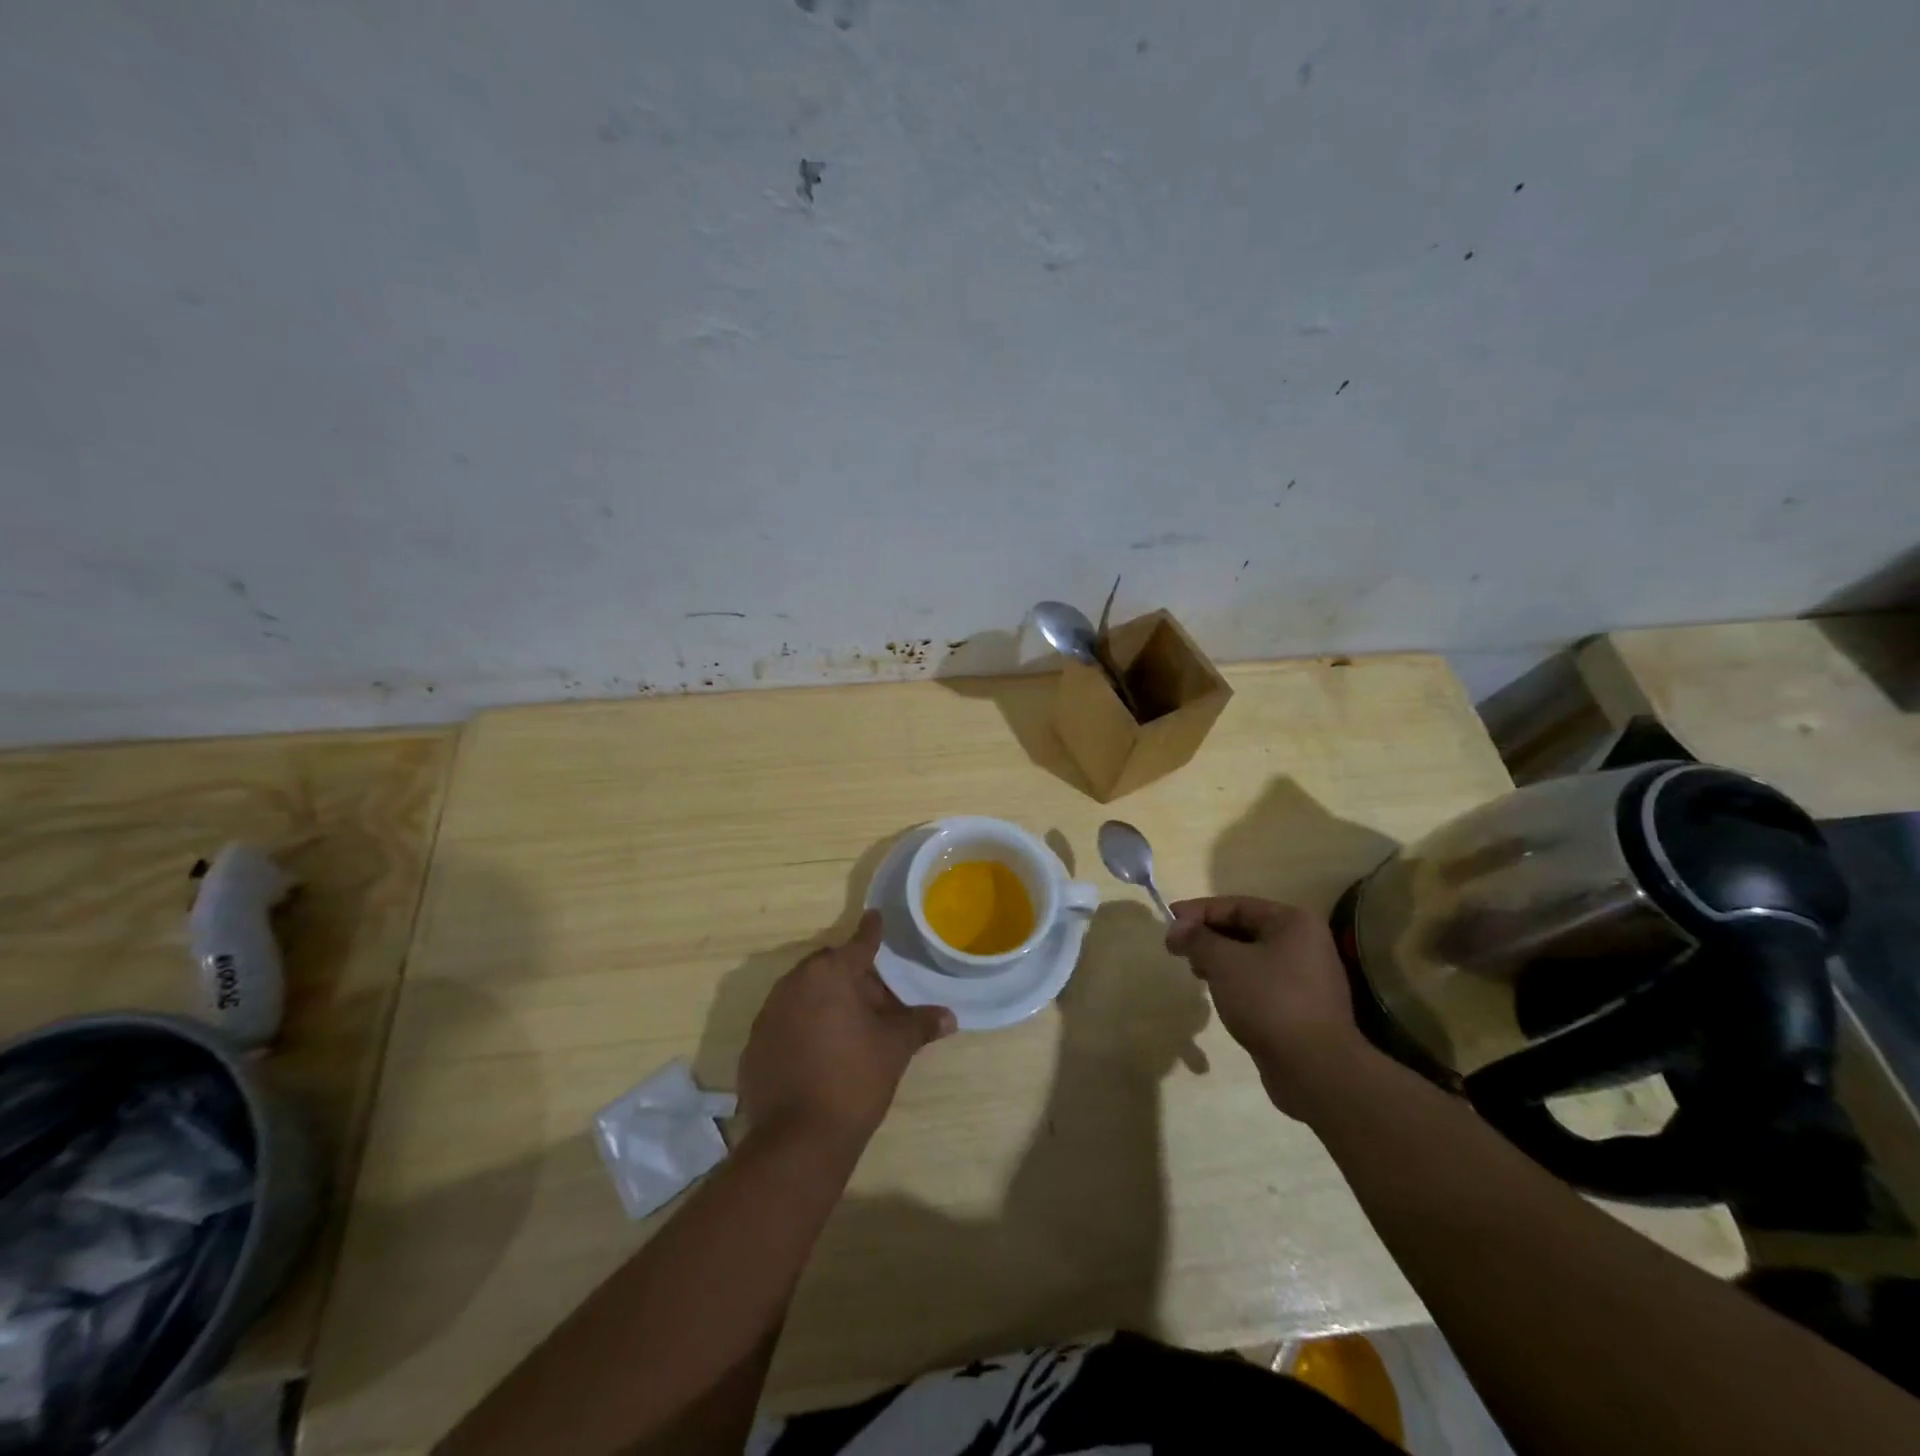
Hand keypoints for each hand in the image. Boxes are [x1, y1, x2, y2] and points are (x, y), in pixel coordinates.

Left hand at [739, 910, 955, 1151]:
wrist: (798, 1139)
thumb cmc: (854, 1079)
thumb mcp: (894, 1048)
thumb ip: (920, 1025)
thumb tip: (950, 1017)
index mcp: (830, 974)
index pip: (858, 943)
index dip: (871, 931)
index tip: (875, 916)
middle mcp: (794, 983)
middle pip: (829, 967)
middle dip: (852, 976)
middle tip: (876, 1000)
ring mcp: (768, 1013)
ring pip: (804, 992)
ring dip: (826, 1000)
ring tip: (850, 1027)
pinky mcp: (754, 1043)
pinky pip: (785, 1020)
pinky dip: (804, 1025)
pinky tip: (820, 1051)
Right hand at [1165, 896, 1378, 1118]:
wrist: (1314, 1069)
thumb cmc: (1269, 1001)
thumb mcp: (1224, 962)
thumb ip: (1197, 938)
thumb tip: (1177, 927)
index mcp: (1293, 922)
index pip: (1236, 905)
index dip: (1198, 912)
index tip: (1168, 923)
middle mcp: (1305, 943)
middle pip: (1245, 929)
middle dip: (1208, 937)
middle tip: (1178, 949)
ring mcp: (1307, 977)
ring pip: (1252, 957)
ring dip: (1220, 961)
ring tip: (1196, 973)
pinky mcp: (1302, 1007)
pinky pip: (1261, 983)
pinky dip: (1237, 982)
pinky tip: (1220, 996)